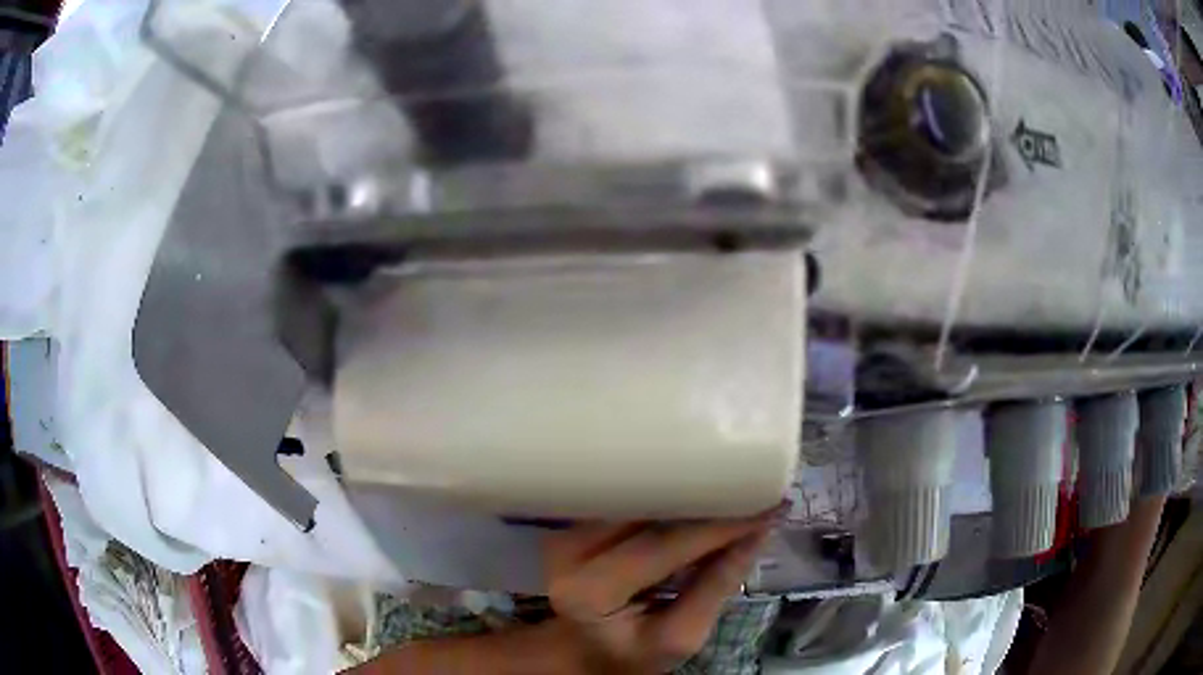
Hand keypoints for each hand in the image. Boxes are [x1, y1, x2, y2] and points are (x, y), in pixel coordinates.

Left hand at [542, 513, 775, 673]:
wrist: (581, 652)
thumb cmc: (630, 654)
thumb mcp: (680, 638)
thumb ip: (717, 586)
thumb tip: (760, 529)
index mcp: (590, 591)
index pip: (662, 544)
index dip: (717, 524)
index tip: (767, 506)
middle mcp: (566, 552)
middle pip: (644, 509)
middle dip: (702, 498)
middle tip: (753, 487)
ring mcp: (564, 533)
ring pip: (635, 497)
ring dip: (683, 493)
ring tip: (729, 492)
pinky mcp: (572, 525)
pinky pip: (625, 501)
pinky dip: (663, 499)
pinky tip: (695, 498)